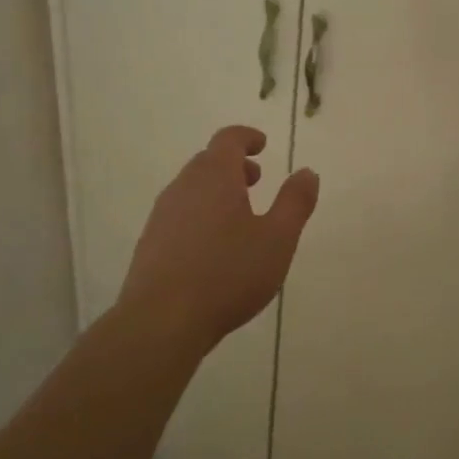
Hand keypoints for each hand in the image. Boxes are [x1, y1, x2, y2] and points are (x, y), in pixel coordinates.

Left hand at [121, 126, 319, 351]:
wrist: (161, 321)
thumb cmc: (227, 274)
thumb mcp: (277, 239)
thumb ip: (295, 202)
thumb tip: (307, 172)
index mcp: (215, 176)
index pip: (228, 139)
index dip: (247, 137)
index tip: (262, 144)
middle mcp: (184, 186)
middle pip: (208, 161)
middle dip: (234, 165)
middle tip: (256, 180)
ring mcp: (162, 214)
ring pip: (192, 188)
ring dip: (216, 191)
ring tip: (238, 216)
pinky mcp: (150, 242)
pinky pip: (179, 214)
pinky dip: (200, 214)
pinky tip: (212, 247)